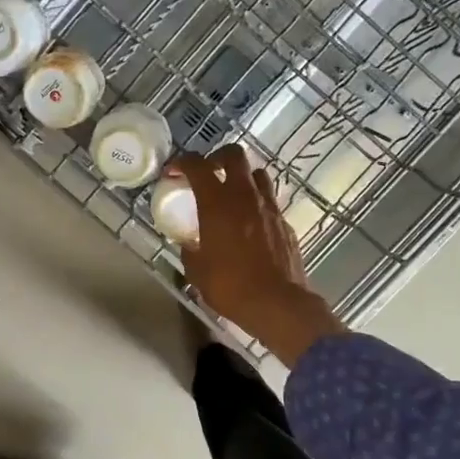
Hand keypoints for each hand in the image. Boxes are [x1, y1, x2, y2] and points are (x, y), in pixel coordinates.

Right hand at [173, 144, 346, 367]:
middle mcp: (245, 196)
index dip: (182, 162)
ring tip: (232, 194)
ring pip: (257, 174)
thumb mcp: (197, 271)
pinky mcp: (285, 222)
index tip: (174, 172)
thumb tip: (188, 243)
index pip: (197, 166)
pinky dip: (257, 203)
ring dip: (242, 177)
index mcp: (217, 203)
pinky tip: (250, 223)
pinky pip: (269, 201)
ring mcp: (269, 207)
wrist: (279, 303)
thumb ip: (190, 249)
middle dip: (217, 157)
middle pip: (234, 155)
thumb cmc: (231, 286)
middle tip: (208, 172)